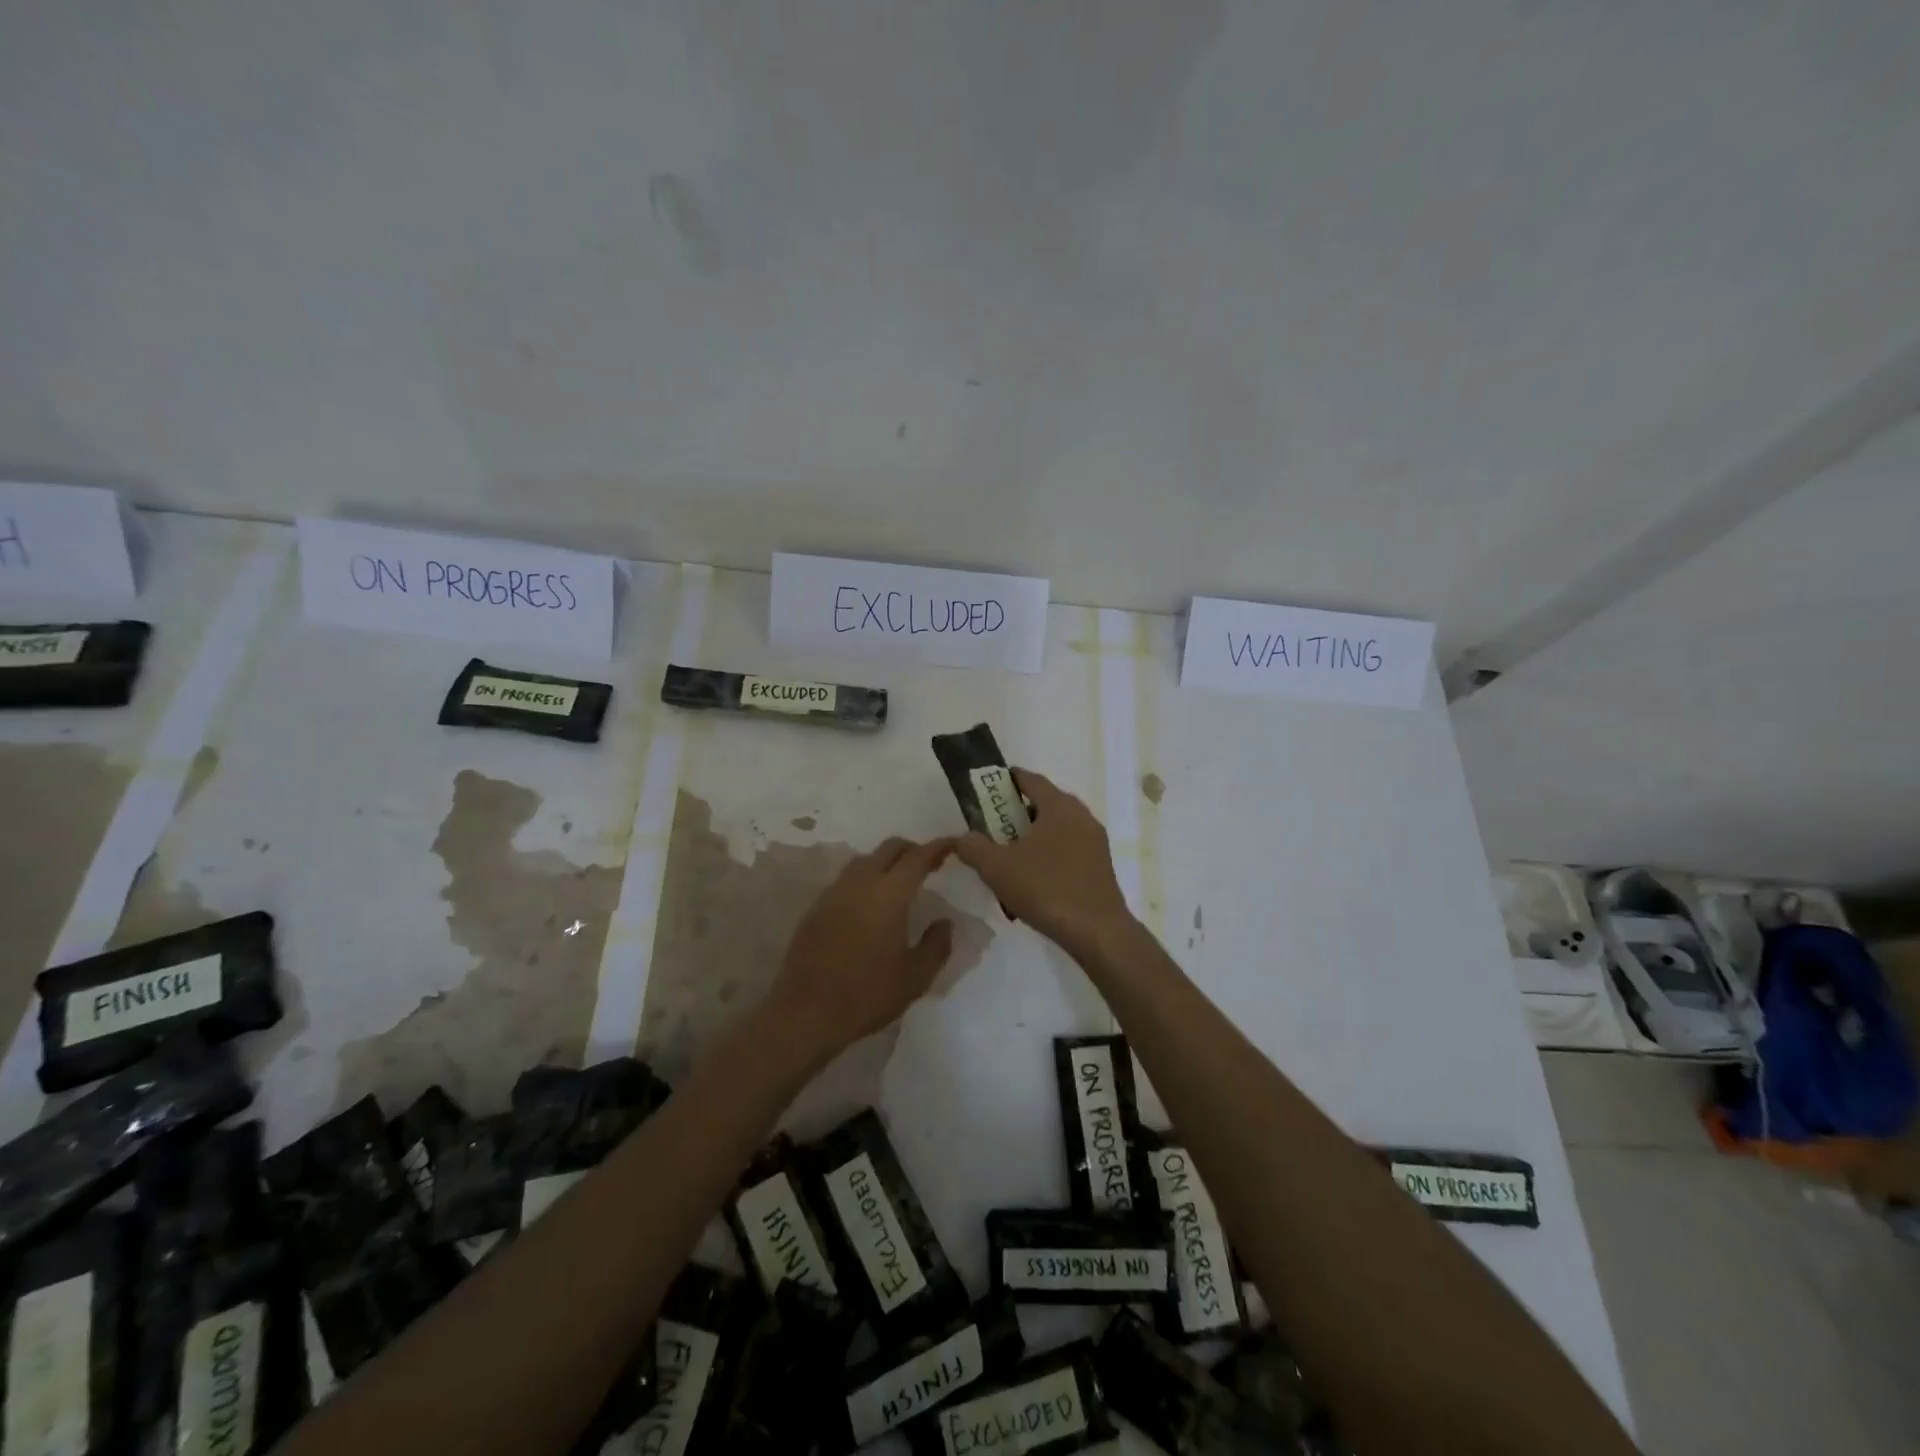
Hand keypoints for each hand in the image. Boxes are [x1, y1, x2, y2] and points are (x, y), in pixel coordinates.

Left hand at [768, 837, 956, 1065]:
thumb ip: (936, 945)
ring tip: (900, 882)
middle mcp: (861, 883)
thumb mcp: (915, 978)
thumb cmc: (867, 995)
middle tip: (929, 865)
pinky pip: (847, 879)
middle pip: (889, 848)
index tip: (952, 845)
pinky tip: (870, 903)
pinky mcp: (816, 907)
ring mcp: (834, 892)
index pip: (918, 857)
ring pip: (865, 860)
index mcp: (889, 894)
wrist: (805, 1013)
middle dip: (912, 849)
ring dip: (886, 862)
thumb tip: (945, 922)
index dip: (937, 847)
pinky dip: (865, 879)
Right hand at [950, 767, 1135, 958]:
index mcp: (1059, 806)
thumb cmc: (1046, 888)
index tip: (987, 788)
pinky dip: (1049, 853)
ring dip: (1034, 835)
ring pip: (1057, 828)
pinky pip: (1069, 848)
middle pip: (1045, 803)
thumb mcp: (997, 867)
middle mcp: (1081, 816)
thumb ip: (973, 846)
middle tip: (993, 826)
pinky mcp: (1100, 866)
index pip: (1031, 779)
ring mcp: (1094, 841)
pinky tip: (1034, 878)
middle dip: (1017, 811)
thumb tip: (963, 837)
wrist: (1097, 931)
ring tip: (1010, 855)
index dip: (1008, 780)